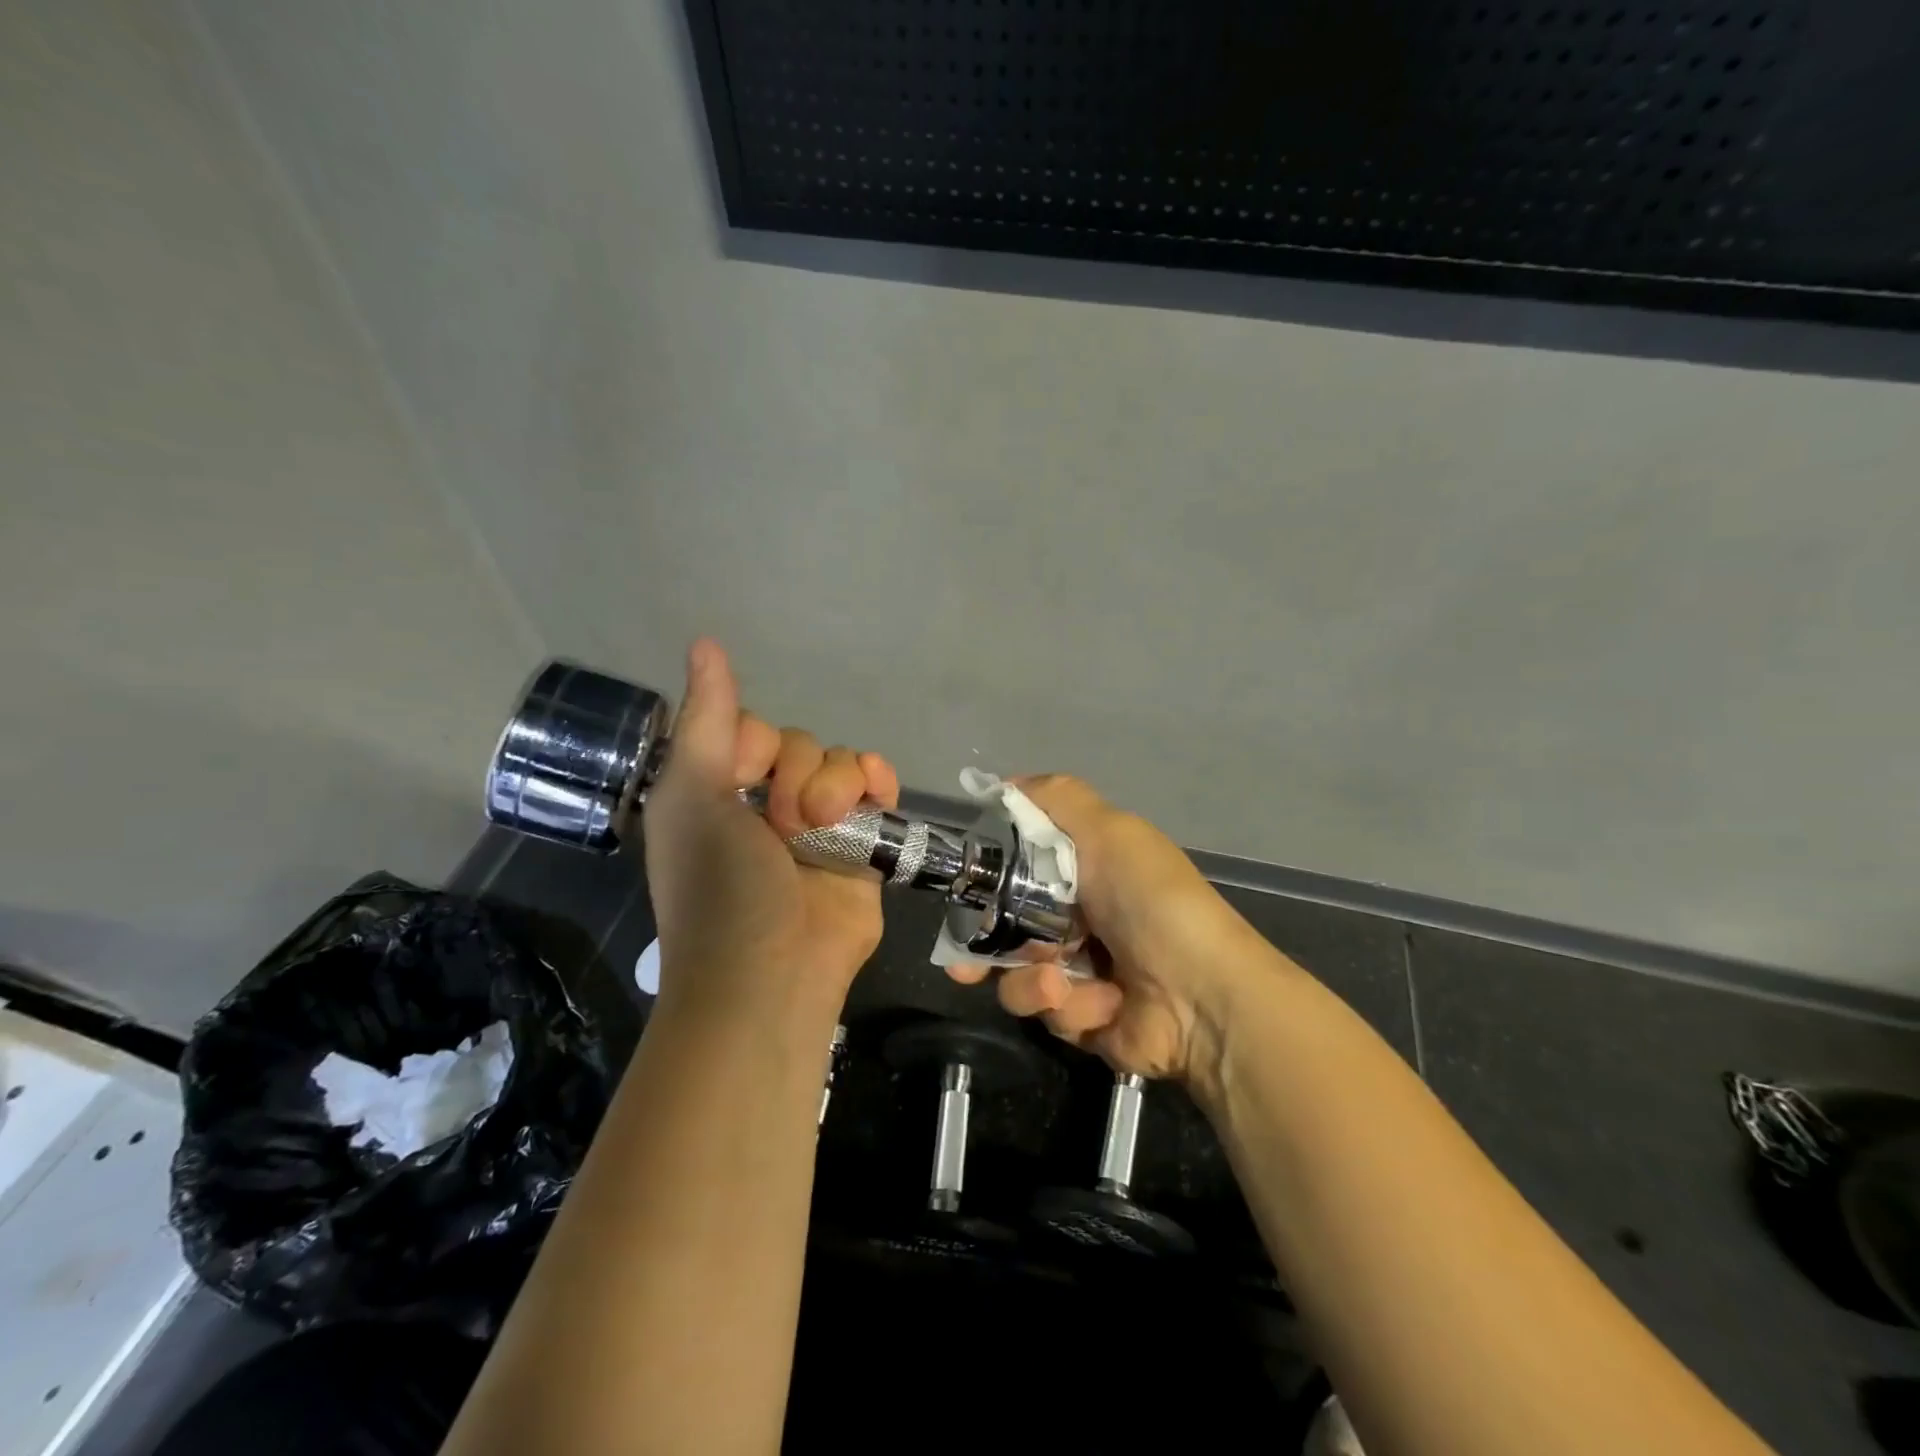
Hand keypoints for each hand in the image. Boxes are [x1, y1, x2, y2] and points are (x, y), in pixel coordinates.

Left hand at [642, 640, 900, 1024]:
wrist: (772, 975)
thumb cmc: (720, 887)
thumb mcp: (693, 796)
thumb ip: (705, 718)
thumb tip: (705, 640)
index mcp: (718, 791)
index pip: (748, 728)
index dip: (753, 743)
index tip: (742, 775)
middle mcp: (766, 802)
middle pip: (799, 743)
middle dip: (797, 772)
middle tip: (784, 821)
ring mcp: (818, 824)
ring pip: (839, 763)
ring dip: (836, 782)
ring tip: (825, 824)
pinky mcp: (862, 844)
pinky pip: (876, 789)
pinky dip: (879, 781)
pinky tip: (878, 789)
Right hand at [948, 776, 1275, 1084]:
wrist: (1201, 997)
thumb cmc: (1150, 901)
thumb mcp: (1110, 831)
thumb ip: (1057, 799)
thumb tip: (1003, 783)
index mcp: (1085, 872)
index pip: (1018, 869)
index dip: (988, 878)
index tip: (963, 890)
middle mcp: (1077, 918)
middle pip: (1005, 926)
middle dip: (985, 943)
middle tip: (966, 961)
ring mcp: (1079, 971)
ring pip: (1016, 974)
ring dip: (1031, 979)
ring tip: (1058, 981)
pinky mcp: (1082, 1017)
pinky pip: (1047, 1010)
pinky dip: (1069, 1005)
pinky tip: (1098, 1002)